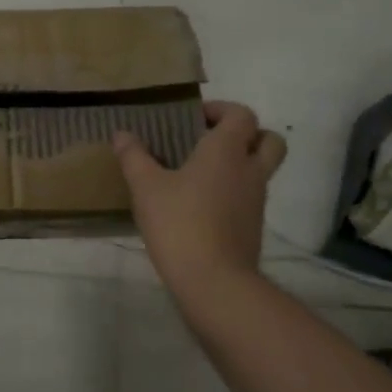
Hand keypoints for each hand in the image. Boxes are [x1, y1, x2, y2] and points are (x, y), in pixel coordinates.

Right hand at [114, 101, 286, 292]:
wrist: (214, 281)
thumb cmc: (179, 223)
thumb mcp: (145, 186)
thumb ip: (133, 156)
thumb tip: (122, 134)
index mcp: (226, 151)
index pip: (242, 115)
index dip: (221, 110)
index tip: (193, 118)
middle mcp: (249, 170)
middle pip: (269, 140)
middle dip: (246, 134)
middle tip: (211, 141)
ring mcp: (256, 200)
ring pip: (260, 169)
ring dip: (238, 164)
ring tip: (198, 172)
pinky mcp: (252, 226)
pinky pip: (249, 196)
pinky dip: (232, 191)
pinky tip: (199, 203)